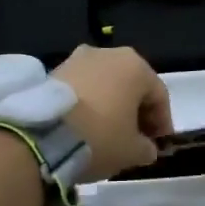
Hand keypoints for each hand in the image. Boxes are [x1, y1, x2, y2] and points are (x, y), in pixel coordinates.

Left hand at [53, 45, 172, 179]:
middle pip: (131, 85)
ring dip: (110, 105)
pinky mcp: (53, 70)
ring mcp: (78, 59)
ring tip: (107, 132)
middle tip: (135, 138)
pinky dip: (88, 103)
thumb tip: (146, 148)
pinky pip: (81, 87)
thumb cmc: (100, 137)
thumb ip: (146, 148)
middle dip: (136, 111)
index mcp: (135, 66)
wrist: (42, 135)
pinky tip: (84, 126)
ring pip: (105, 84)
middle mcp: (108, 54)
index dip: (162, 121)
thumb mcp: (132, 151)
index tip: (158, 144)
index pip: (158, 95)